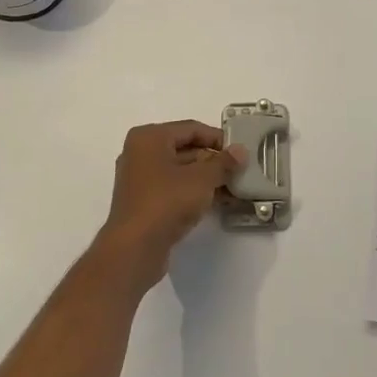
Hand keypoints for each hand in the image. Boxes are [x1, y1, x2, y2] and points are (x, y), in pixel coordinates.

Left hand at [93, 121, 246, 290]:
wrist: (135, 248)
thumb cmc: (167, 201)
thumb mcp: (202, 179)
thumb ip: (223, 163)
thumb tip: (240, 151)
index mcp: (149, 137)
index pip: (191, 129)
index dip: (218, 139)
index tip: (240, 152)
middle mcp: (141, 153)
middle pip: (185, 149)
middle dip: (214, 160)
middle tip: (240, 171)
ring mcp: (140, 179)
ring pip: (181, 171)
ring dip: (207, 178)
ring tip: (235, 188)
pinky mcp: (144, 202)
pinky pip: (174, 189)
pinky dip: (194, 192)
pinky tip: (218, 202)